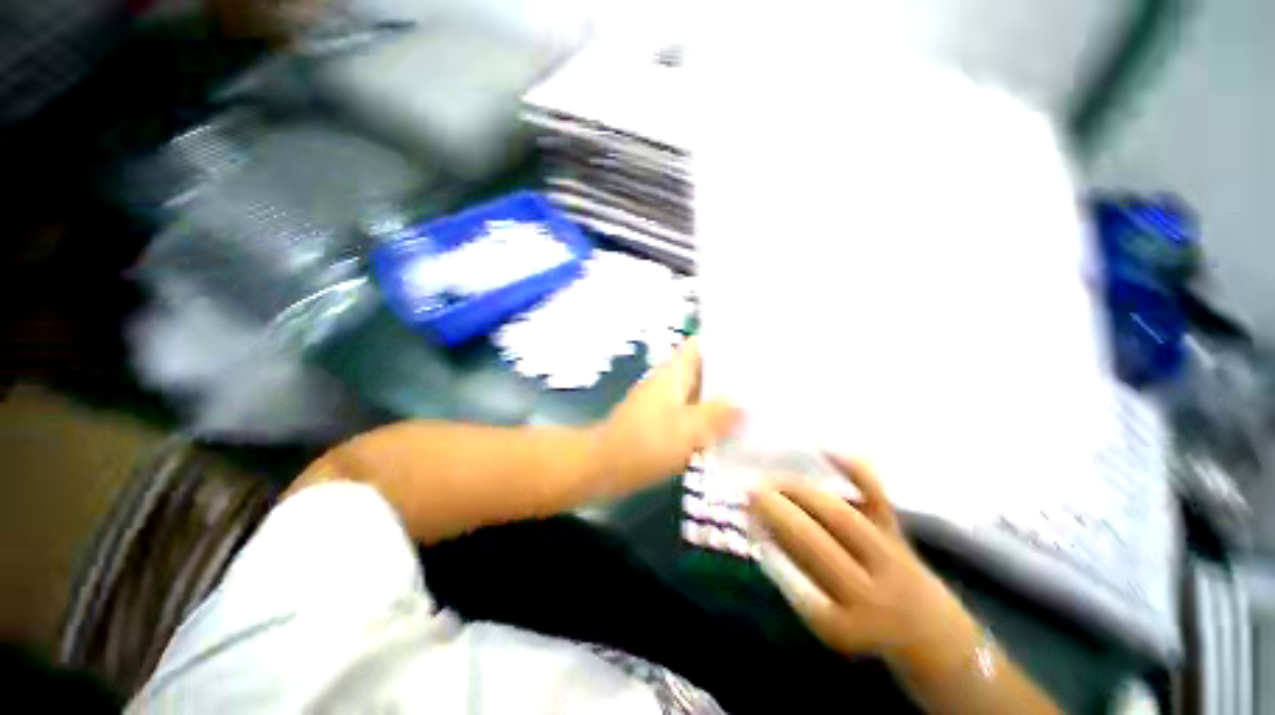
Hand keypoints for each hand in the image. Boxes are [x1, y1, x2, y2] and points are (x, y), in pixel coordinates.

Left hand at [592, 337, 740, 495]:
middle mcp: (669, 382)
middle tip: (763, 383)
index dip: (725, 344)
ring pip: (698, 393)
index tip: (753, 351)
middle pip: (703, 369)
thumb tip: (745, 404)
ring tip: (755, 406)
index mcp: (673, 373)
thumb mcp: (687, 429)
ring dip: (721, 399)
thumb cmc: (645, 444)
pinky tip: (729, 431)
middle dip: (730, 375)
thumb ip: (718, 415)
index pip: (700, 345)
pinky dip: (708, 418)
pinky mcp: (662, 421)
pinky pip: (691, 413)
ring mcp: (664, 402)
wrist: (604, 468)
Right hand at [749, 457, 981, 672]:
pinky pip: (876, 496)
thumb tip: (760, 528)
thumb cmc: (857, 617)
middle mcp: (869, 594)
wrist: (925, 627)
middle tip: (752, 490)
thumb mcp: (823, 616)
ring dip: (802, 492)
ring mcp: (889, 558)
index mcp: (842, 624)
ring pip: (842, 517)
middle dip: (779, 511)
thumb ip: (793, 578)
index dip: (769, 545)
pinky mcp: (899, 531)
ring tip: (775, 478)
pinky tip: (826, 450)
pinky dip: (853, 469)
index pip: (796, 581)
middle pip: (817, 543)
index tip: (747, 520)